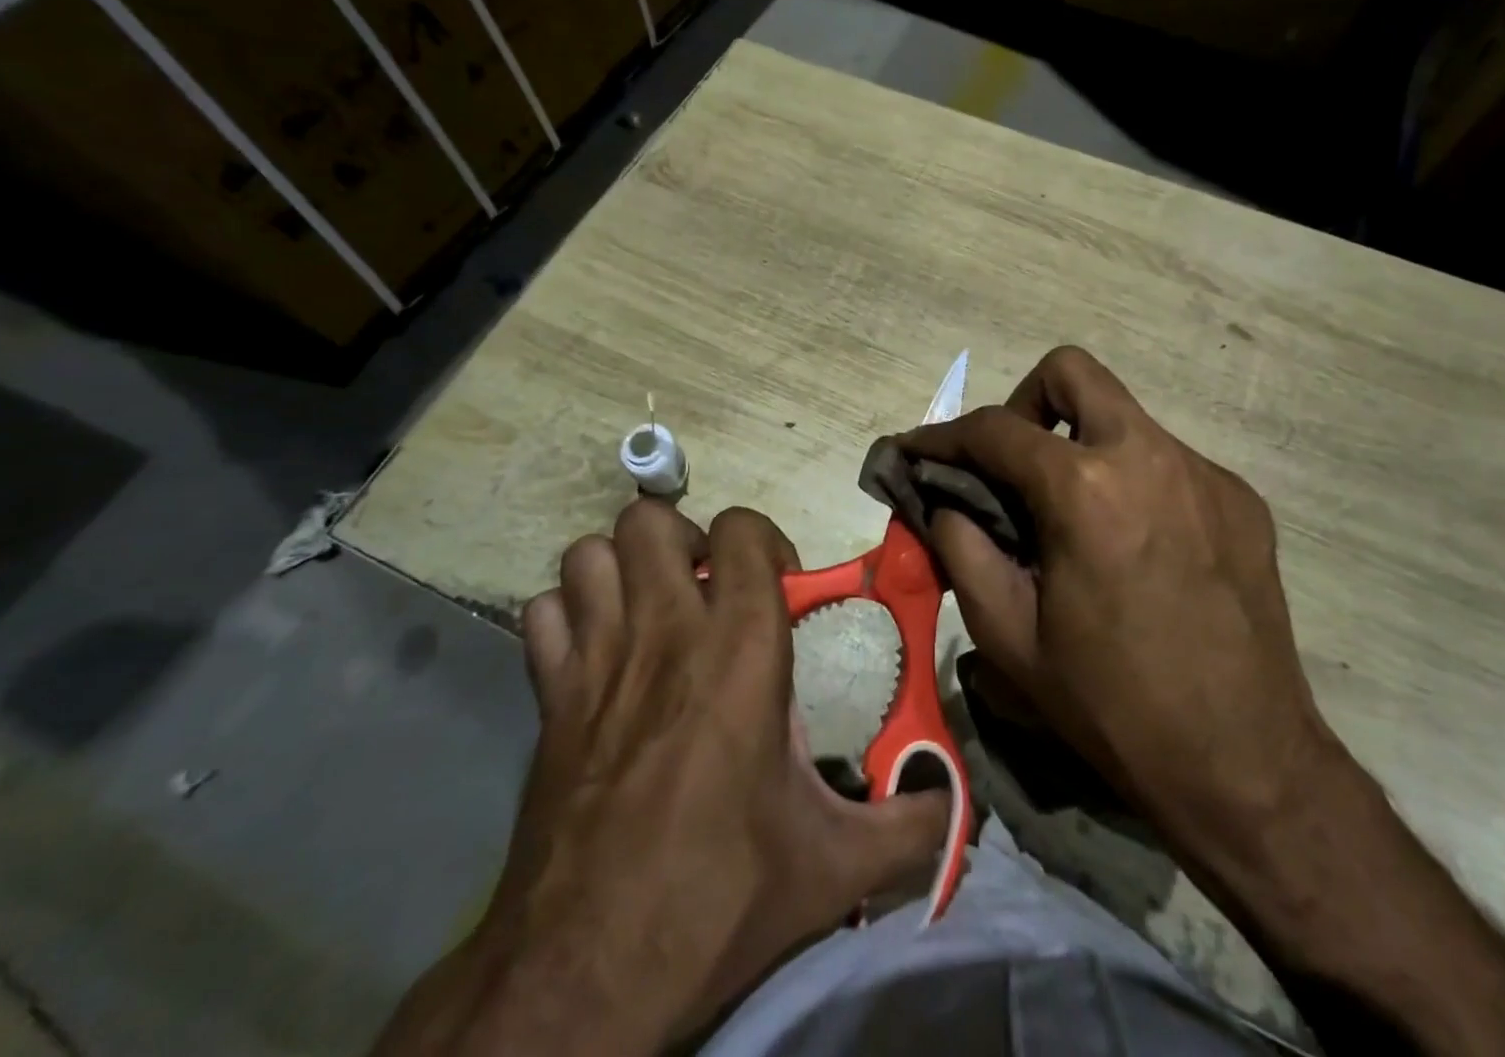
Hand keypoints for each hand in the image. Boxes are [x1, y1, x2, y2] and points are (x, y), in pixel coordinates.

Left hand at [373, 501, 947, 1056]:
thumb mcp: (834, 867)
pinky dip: (568, 616)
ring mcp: (596, 663)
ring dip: (622, 568)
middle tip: (706, 588)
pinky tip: (595, 653)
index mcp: (740, 650)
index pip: (741, 530)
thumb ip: (910, 827)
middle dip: (682, 540)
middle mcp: (664, 635)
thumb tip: (960, 807)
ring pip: (590, 554)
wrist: (582, 984)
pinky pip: (544, 615)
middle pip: (650, 521)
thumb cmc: (717, 899)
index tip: (778, 583)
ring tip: (652, 609)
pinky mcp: (547, 702)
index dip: (762, 540)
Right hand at [899, 346, 1335, 854]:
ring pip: (1123, 417)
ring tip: (1072, 518)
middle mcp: (1150, 456)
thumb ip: (962, 548)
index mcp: (1086, 489)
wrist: (1245, 765)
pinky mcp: (1240, 498)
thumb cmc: (1113, 706)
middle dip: (1024, 404)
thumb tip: (943, 501)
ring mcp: (1204, 472)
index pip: (995, 429)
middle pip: (1071, 372)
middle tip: (1011, 466)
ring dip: (1082, 447)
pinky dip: (1131, 482)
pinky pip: (1167, 462)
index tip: (914, 451)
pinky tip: (1133, 547)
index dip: (942, 436)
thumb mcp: (1009, 636)